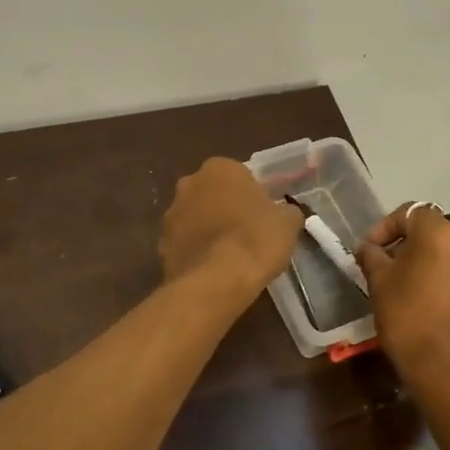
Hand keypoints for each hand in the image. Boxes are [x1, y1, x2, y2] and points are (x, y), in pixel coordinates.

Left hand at [160, 158, 302, 296]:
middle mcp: (189, 183)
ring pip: (195, 217)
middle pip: (212, 193)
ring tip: (229, 256)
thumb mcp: (287, 222)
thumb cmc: (255, 240)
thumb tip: (284, 213)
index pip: (239, 175)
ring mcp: (170, 214)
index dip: (252, 195)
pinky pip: (184, 243)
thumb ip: (285, 210)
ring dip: (207, 229)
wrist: (216, 281)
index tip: (263, 215)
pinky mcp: (161, 244)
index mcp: (220, 168)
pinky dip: (195, 252)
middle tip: (246, 232)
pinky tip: (212, 270)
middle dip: (225, 208)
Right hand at [356, 204, 449, 378]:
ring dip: (436, 267)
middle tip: (391, 271)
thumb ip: (372, 256)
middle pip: (435, 234)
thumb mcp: (379, 283)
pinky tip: (441, 311)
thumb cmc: (408, 318)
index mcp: (440, 232)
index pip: (410, 213)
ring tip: (417, 292)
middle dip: (412, 248)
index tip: (370, 250)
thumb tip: (368, 247)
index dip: (386, 228)